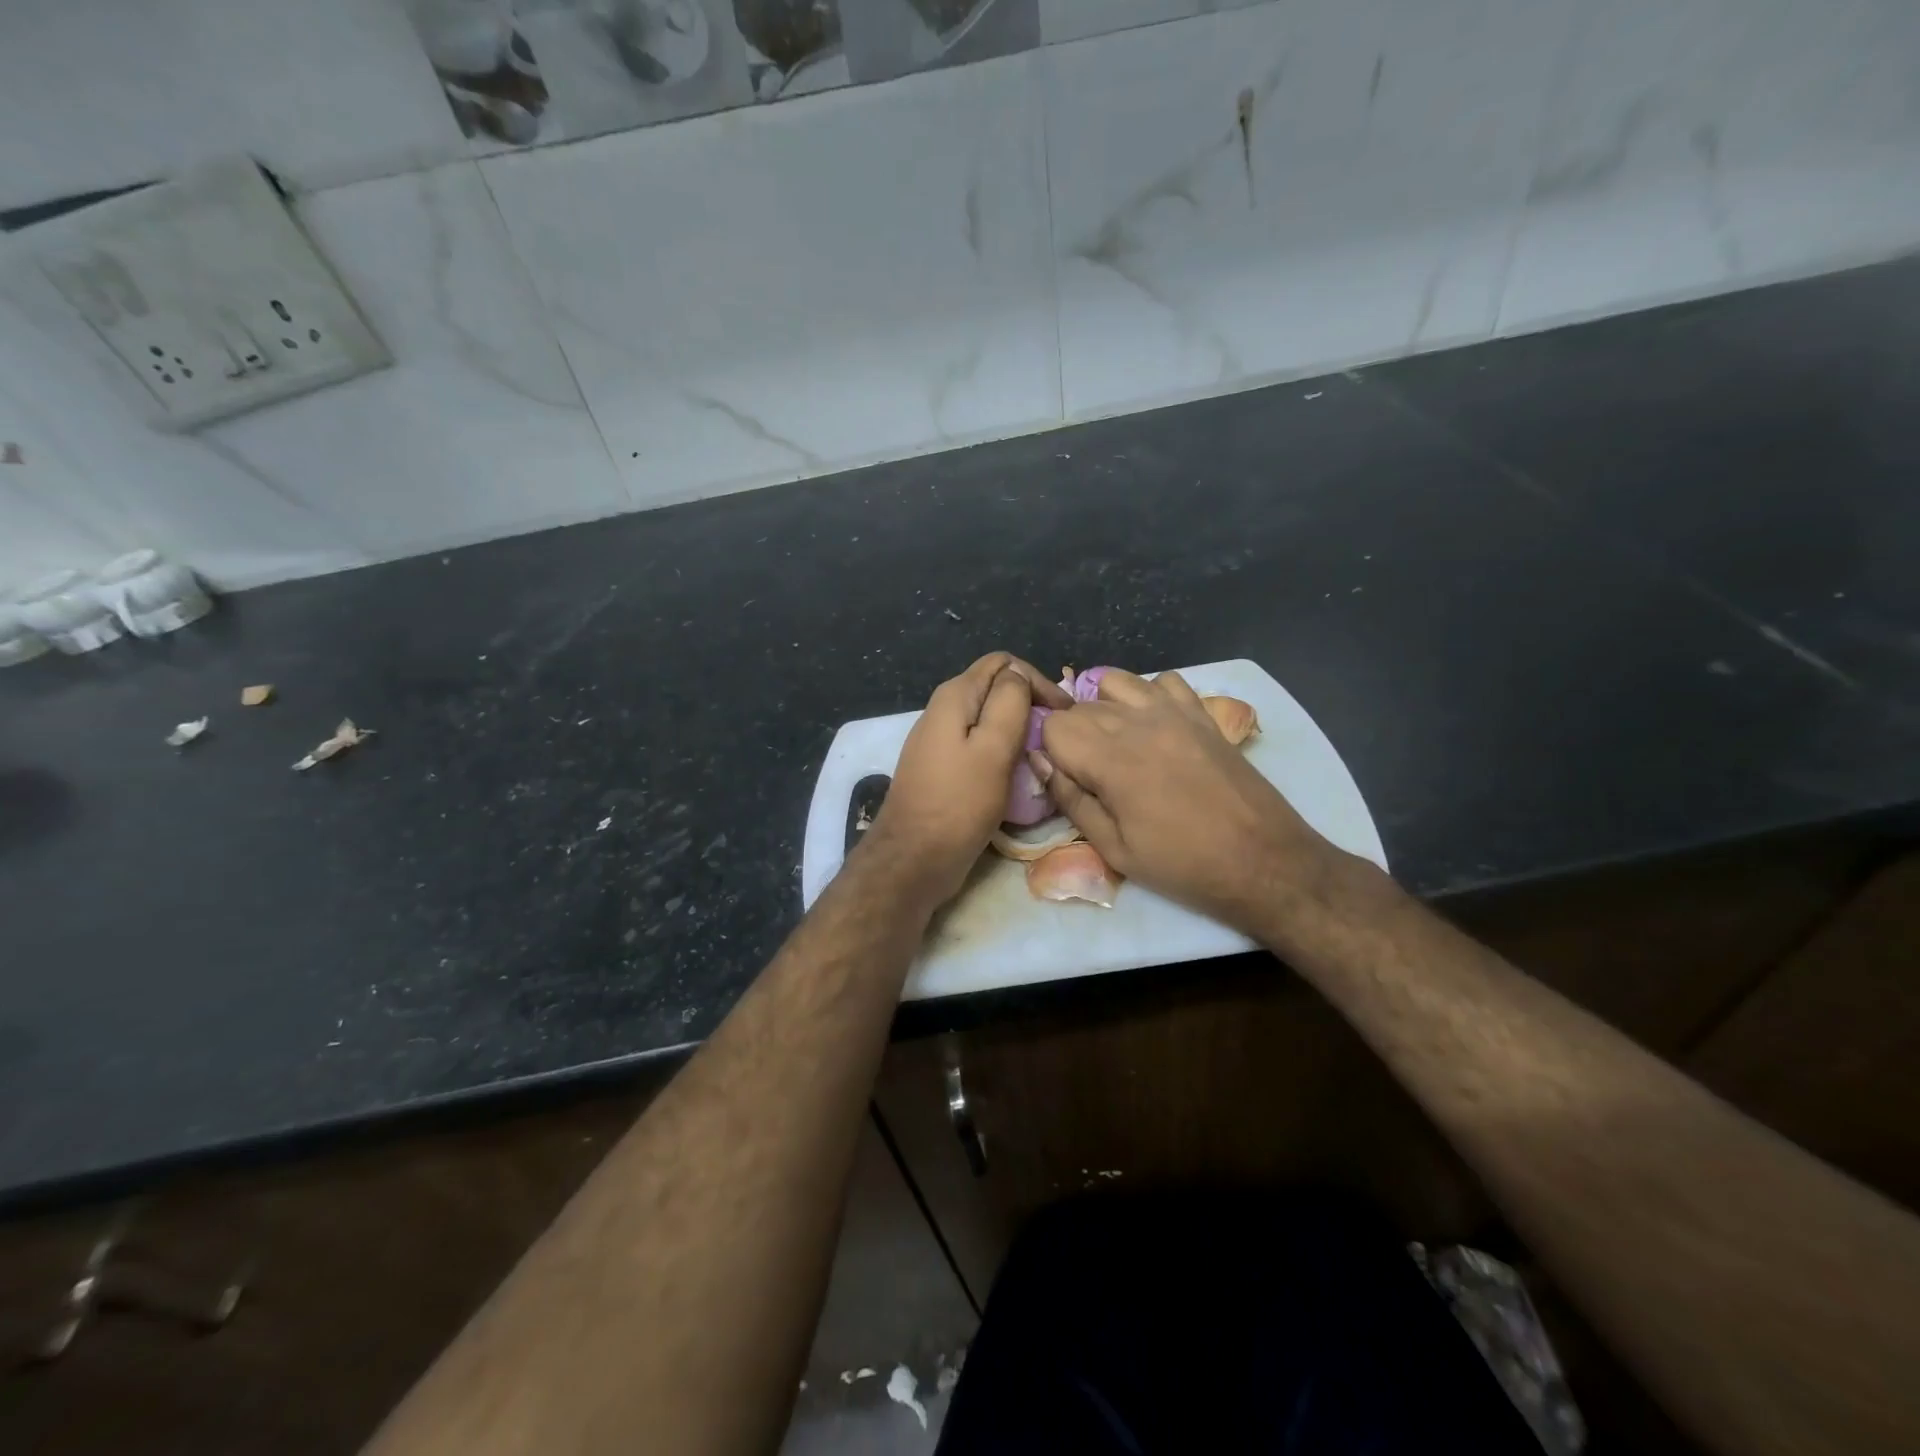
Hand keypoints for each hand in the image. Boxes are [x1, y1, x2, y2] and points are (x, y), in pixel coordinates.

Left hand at [861, 652, 1072, 911]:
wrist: (914, 859)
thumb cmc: (959, 803)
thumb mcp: (993, 748)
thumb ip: (1009, 702)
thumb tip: (1018, 676)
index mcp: (954, 696)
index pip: (1004, 663)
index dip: (1038, 681)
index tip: (1064, 714)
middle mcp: (942, 710)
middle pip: (995, 689)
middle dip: (1029, 704)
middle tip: (1057, 734)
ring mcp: (939, 740)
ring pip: (987, 719)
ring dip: (1017, 730)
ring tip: (1042, 753)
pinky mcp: (941, 767)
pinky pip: (978, 746)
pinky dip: (1001, 752)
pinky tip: (1016, 772)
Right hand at [1034, 668, 1347, 934]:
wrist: (1263, 861)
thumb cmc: (1182, 864)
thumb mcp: (1114, 849)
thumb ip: (1072, 800)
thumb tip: (1041, 765)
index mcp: (1110, 759)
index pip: (1054, 725)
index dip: (1051, 752)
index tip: (1068, 779)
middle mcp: (1137, 722)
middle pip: (1080, 706)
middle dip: (1074, 735)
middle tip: (1092, 774)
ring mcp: (1173, 712)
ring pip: (1115, 683)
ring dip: (1104, 707)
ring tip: (1116, 742)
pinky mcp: (1201, 714)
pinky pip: (1163, 682)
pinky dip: (1149, 696)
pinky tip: (1154, 726)